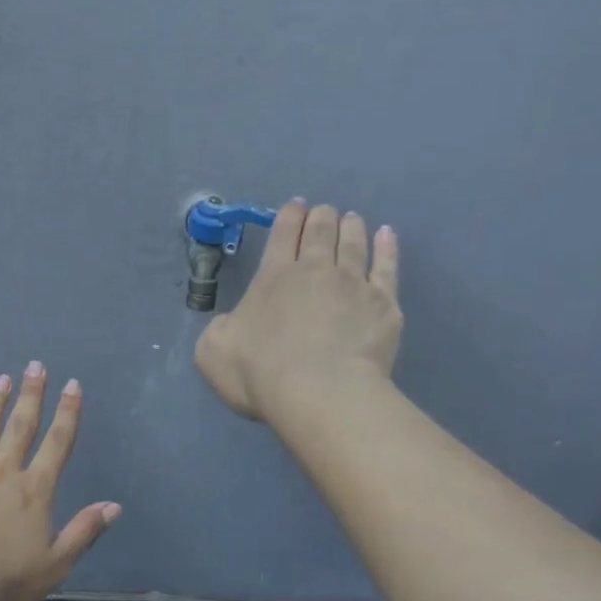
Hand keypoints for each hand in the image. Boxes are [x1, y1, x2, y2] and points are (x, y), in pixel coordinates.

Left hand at [0, 364, 120, 600]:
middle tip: (35, 366)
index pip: (57, 444)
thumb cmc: (3, 584)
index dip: (67, 413)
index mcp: (34, 492)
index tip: (73, 385)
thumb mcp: (55, 565)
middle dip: (31, 395)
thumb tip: (114, 505)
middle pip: (21, 427)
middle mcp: (2, 474)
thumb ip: (84, 531)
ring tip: (1, 379)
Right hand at [195, 200, 401, 420]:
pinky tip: (387, 235)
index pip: (282, 235)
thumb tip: (230, 323)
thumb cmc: (261, 374)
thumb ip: (219, 329)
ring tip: (352, 218)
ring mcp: (354, 284)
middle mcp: (315, 271)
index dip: (288, 217)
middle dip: (321, 217)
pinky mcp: (384, 304)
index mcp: (273, 278)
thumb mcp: (213, 353)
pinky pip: (387, 267)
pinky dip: (387, 248)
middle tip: (323, 212)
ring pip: (354, 243)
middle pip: (320, 232)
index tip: (295, 206)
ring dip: (351, 227)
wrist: (321, 394)